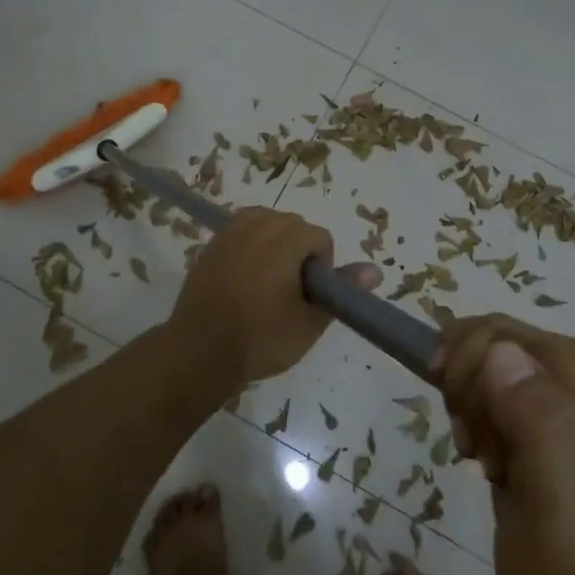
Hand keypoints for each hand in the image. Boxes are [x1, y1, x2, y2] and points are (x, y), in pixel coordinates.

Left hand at [167, 207, 382, 387]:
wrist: (199, 353)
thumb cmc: (260, 339)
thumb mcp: (309, 322)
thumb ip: (342, 290)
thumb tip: (375, 270)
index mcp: (283, 241)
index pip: (319, 236)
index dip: (322, 265)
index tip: (310, 295)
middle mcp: (256, 227)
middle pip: (292, 223)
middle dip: (299, 250)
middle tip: (292, 290)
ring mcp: (229, 234)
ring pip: (265, 221)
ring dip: (275, 242)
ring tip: (271, 279)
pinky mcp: (210, 246)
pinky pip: (240, 231)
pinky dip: (250, 244)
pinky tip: (246, 277)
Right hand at [434, 314, 574, 574]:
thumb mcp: (564, 531)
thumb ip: (545, 437)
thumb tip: (502, 353)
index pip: (551, 353)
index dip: (487, 369)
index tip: (459, 427)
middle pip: (532, 344)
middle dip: (480, 385)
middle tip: (469, 445)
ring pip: (516, 347)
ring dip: (478, 392)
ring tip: (480, 450)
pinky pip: (516, 363)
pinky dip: (485, 394)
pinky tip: (488, 440)